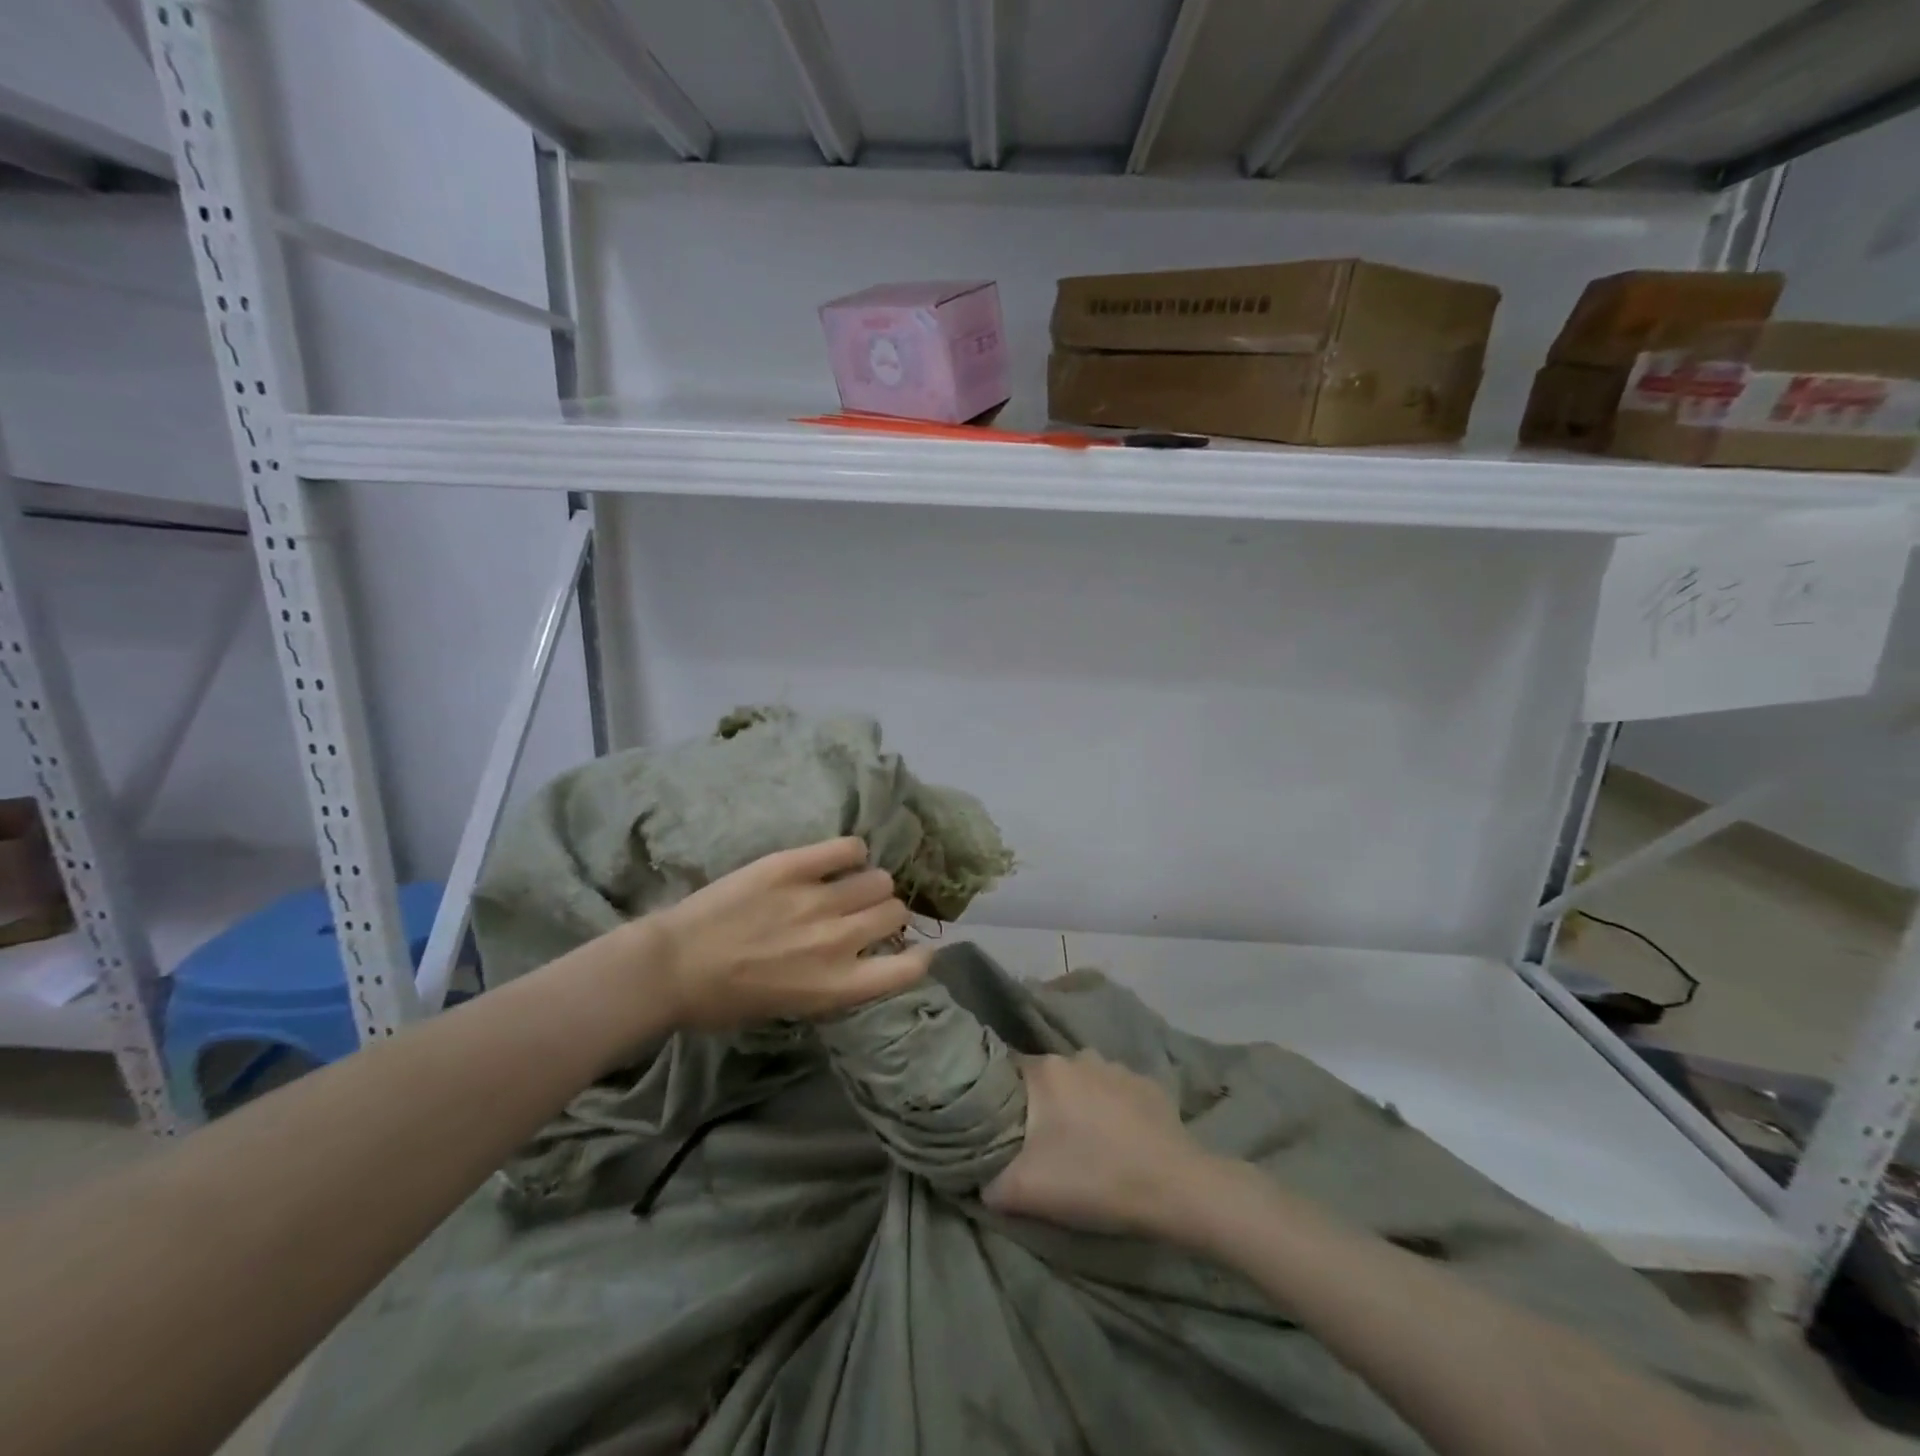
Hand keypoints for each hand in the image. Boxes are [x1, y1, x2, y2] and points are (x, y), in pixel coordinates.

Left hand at [646, 837, 931, 1031]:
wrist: (672, 968)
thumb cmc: (727, 1001)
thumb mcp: (794, 1008)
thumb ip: (837, 982)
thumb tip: (861, 956)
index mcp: (839, 986)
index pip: (909, 968)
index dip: (919, 956)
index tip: (912, 950)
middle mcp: (839, 941)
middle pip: (894, 912)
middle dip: (885, 914)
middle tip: (862, 914)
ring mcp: (818, 899)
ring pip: (879, 879)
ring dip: (869, 884)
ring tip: (847, 886)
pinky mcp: (794, 866)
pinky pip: (848, 848)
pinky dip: (850, 853)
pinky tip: (838, 860)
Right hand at [983, 1050, 1215, 1237]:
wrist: (1176, 1188)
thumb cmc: (1094, 1180)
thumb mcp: (1026, 1191)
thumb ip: (988, 1180)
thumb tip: (975, 1176)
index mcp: (1046, 1071)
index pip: (1008, 1072)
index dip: (1001, 1098)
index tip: (1001, 1125)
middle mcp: (1078, 1056)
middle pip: (1046, 1076)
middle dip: (1040, 1103)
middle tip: (1040, 1140)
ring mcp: (1116, 1067)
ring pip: (1081, 1081)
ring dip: (1076, 1103)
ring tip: (1082, 1141)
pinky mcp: (1147, 1084)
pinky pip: (1114, 1091)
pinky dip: (1110, 1109)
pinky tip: (1118, 1139)